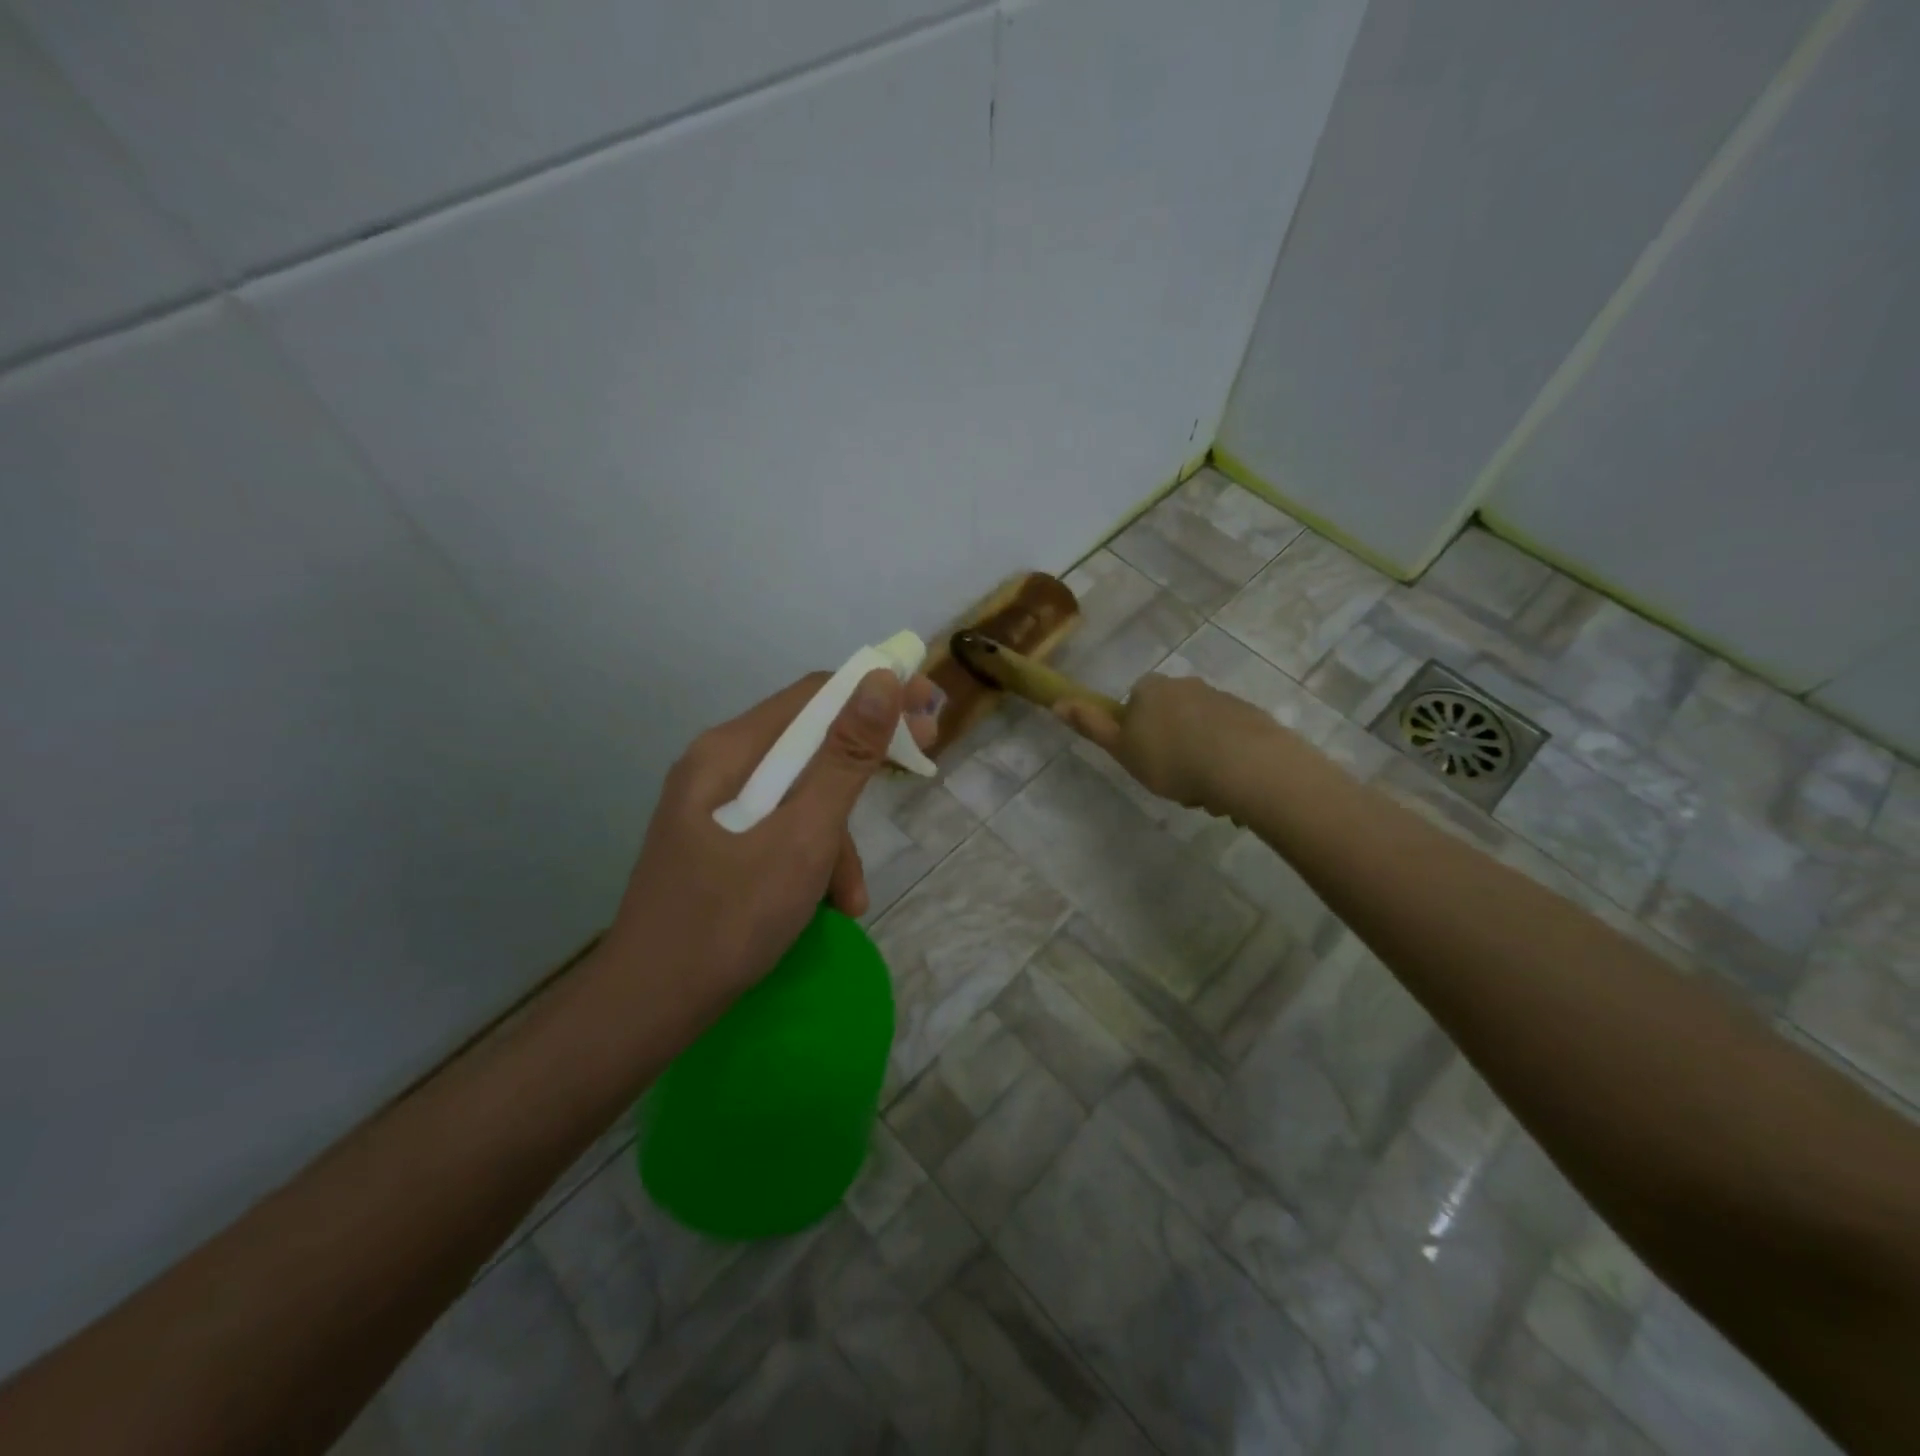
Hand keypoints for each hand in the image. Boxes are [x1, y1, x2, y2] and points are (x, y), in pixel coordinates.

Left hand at [602, 668, 938, 1020]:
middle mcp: (718, 766)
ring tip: (854, 897)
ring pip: (798, 795)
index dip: (876, 693)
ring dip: (837, 836)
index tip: (926, 713)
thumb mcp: (803, 836)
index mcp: (730, 751)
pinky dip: (810, 858)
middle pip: (807, 743)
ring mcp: (713, 807)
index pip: (814, 694)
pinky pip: (778, 829)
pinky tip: (827, 906)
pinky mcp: (716, 843)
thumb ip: (845, 758)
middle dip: (864, 764)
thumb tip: (882, 679)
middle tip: (919, 770)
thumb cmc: (729, 918)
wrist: (645, 1009)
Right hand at [1055, 673, 1279, 812]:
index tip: (1144, 759)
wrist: (1245, 765)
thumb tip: (1057, 703)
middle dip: (1171, 748)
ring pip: (1200, 733)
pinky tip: (1228, 787)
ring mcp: (1221, 699)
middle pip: (1169, 717)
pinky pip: (1229, 741)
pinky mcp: (1251, 717)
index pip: (1135, 704)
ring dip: (1198, 759)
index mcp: (1152, 688)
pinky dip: (1225, 761)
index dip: (1136, 734)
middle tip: (1173, 783)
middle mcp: (1186, 684)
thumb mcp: (1122, 748)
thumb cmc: (1171, 758)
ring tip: (1204, 793)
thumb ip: (1091, 725)